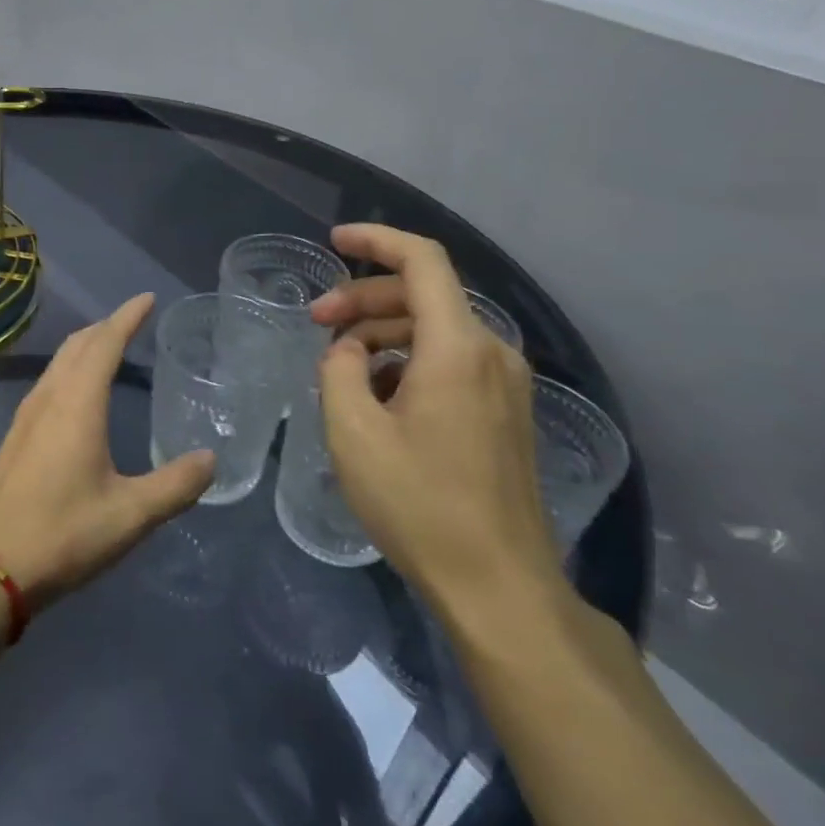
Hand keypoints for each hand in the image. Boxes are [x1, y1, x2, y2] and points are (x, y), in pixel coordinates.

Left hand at [0, 295, 215, 610]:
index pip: (105, 343)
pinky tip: (76, 395)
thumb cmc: (64, 534)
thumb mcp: (131, 514)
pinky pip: (46, 384)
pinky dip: (69, 370)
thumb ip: (175, 485)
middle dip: (105, 326)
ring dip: (84, 347)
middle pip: (77, 345)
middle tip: (132, 320)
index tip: (147, 299)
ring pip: (57, 364)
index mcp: (78, 405)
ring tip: (107, 347)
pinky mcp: (14, 439)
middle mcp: (49, 399)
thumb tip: (211, 460)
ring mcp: (25, 418)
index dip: (127, 317)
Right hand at [310, 224, 559, 621]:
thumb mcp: (353, 433)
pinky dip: (408, 360)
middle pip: (425, 294)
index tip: (333, 241)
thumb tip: (349, 349)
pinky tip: (377, 396)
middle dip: (365, 298)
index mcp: (458, 347)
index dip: (376, 240)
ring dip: (384, 332)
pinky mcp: (506, 411)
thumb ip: (340, 369)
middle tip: (317, 324)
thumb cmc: (419, 504)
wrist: (499, 585)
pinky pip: (452, 361)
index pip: (422, 260)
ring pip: (436, 329)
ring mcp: (506, 382)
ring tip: (340, 368)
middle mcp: (492, 351)